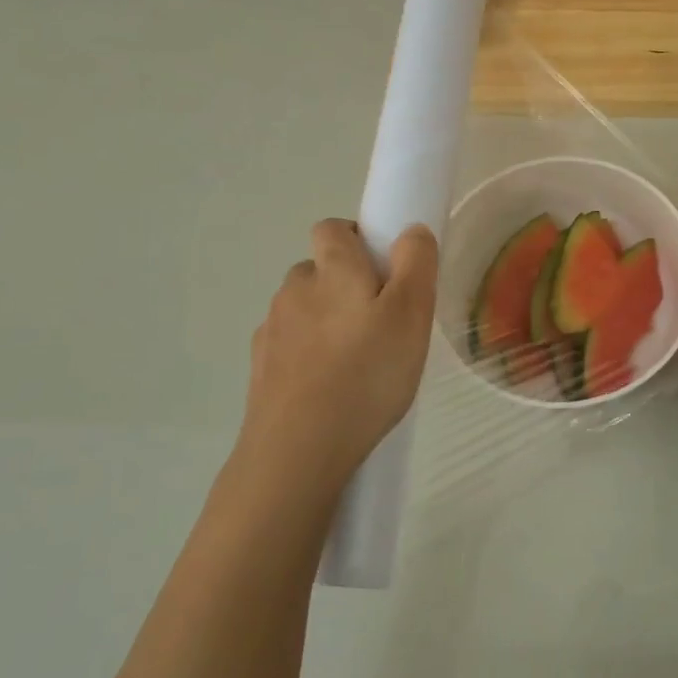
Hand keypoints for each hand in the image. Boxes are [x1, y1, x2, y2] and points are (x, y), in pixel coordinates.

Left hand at [231, 219, 438, 497]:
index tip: (385, 271)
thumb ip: (416, 263)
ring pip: (304, 310)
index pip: (332, 228)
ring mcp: (272, 330)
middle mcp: (294, 289)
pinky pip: (290, 346)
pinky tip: (331, 387)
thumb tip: (411, 230)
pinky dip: (309, 355)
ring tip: (358, 362)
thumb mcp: (412, 314)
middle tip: (382, 322)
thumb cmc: (367, 373)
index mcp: (332, 269)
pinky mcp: (261, 368)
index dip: (358, 238)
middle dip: (346, 284)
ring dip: (326, 321)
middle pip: (319, 270)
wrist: (298, 449)